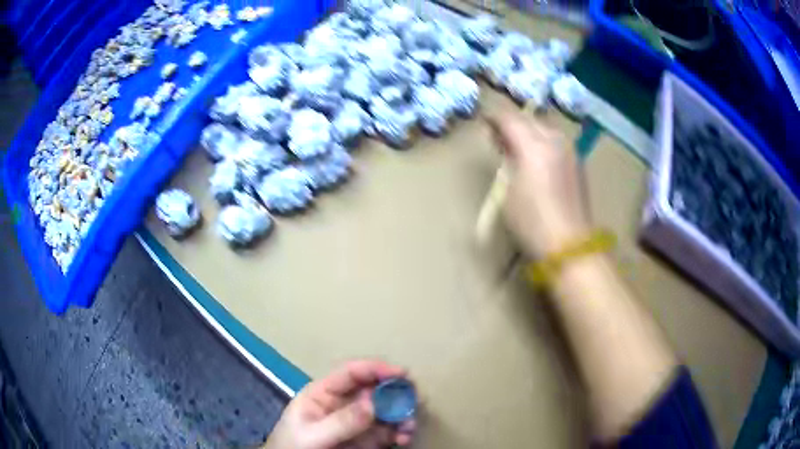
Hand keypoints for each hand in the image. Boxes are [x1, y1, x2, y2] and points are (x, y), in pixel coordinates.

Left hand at [265, 360, 415, 448]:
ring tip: (409, 427)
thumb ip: (340, 421)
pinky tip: (404, 439)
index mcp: (324, 393)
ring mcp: (357, 421)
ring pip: (387, 410)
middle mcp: (344, 403)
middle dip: (396, 393)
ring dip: (402, 415)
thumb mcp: (312, 434)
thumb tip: (373, 403)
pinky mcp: (367, 438)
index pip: (351, 373)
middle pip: (375, 389)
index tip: (401, 374)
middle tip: (414, 401)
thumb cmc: (293, 447)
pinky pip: (389, 430)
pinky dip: (401, 432)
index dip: (376, 368)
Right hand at [488, 111, 590, 257]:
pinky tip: (536, 157)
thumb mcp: (507, 191)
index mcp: (534, 146)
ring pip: (545, 128)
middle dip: (512, 123)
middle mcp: (555, 141)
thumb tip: (508, 149)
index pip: (509, 119)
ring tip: (516, 147)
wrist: (570, 244)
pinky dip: (543, 141)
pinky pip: (556, 141)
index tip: (483, 121)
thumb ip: (507, 163)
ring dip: (529, 131)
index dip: (493, 117)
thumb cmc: (532, 222)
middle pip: (529, 119)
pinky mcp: (578, 162)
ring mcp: (570, 150)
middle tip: (497, 137)